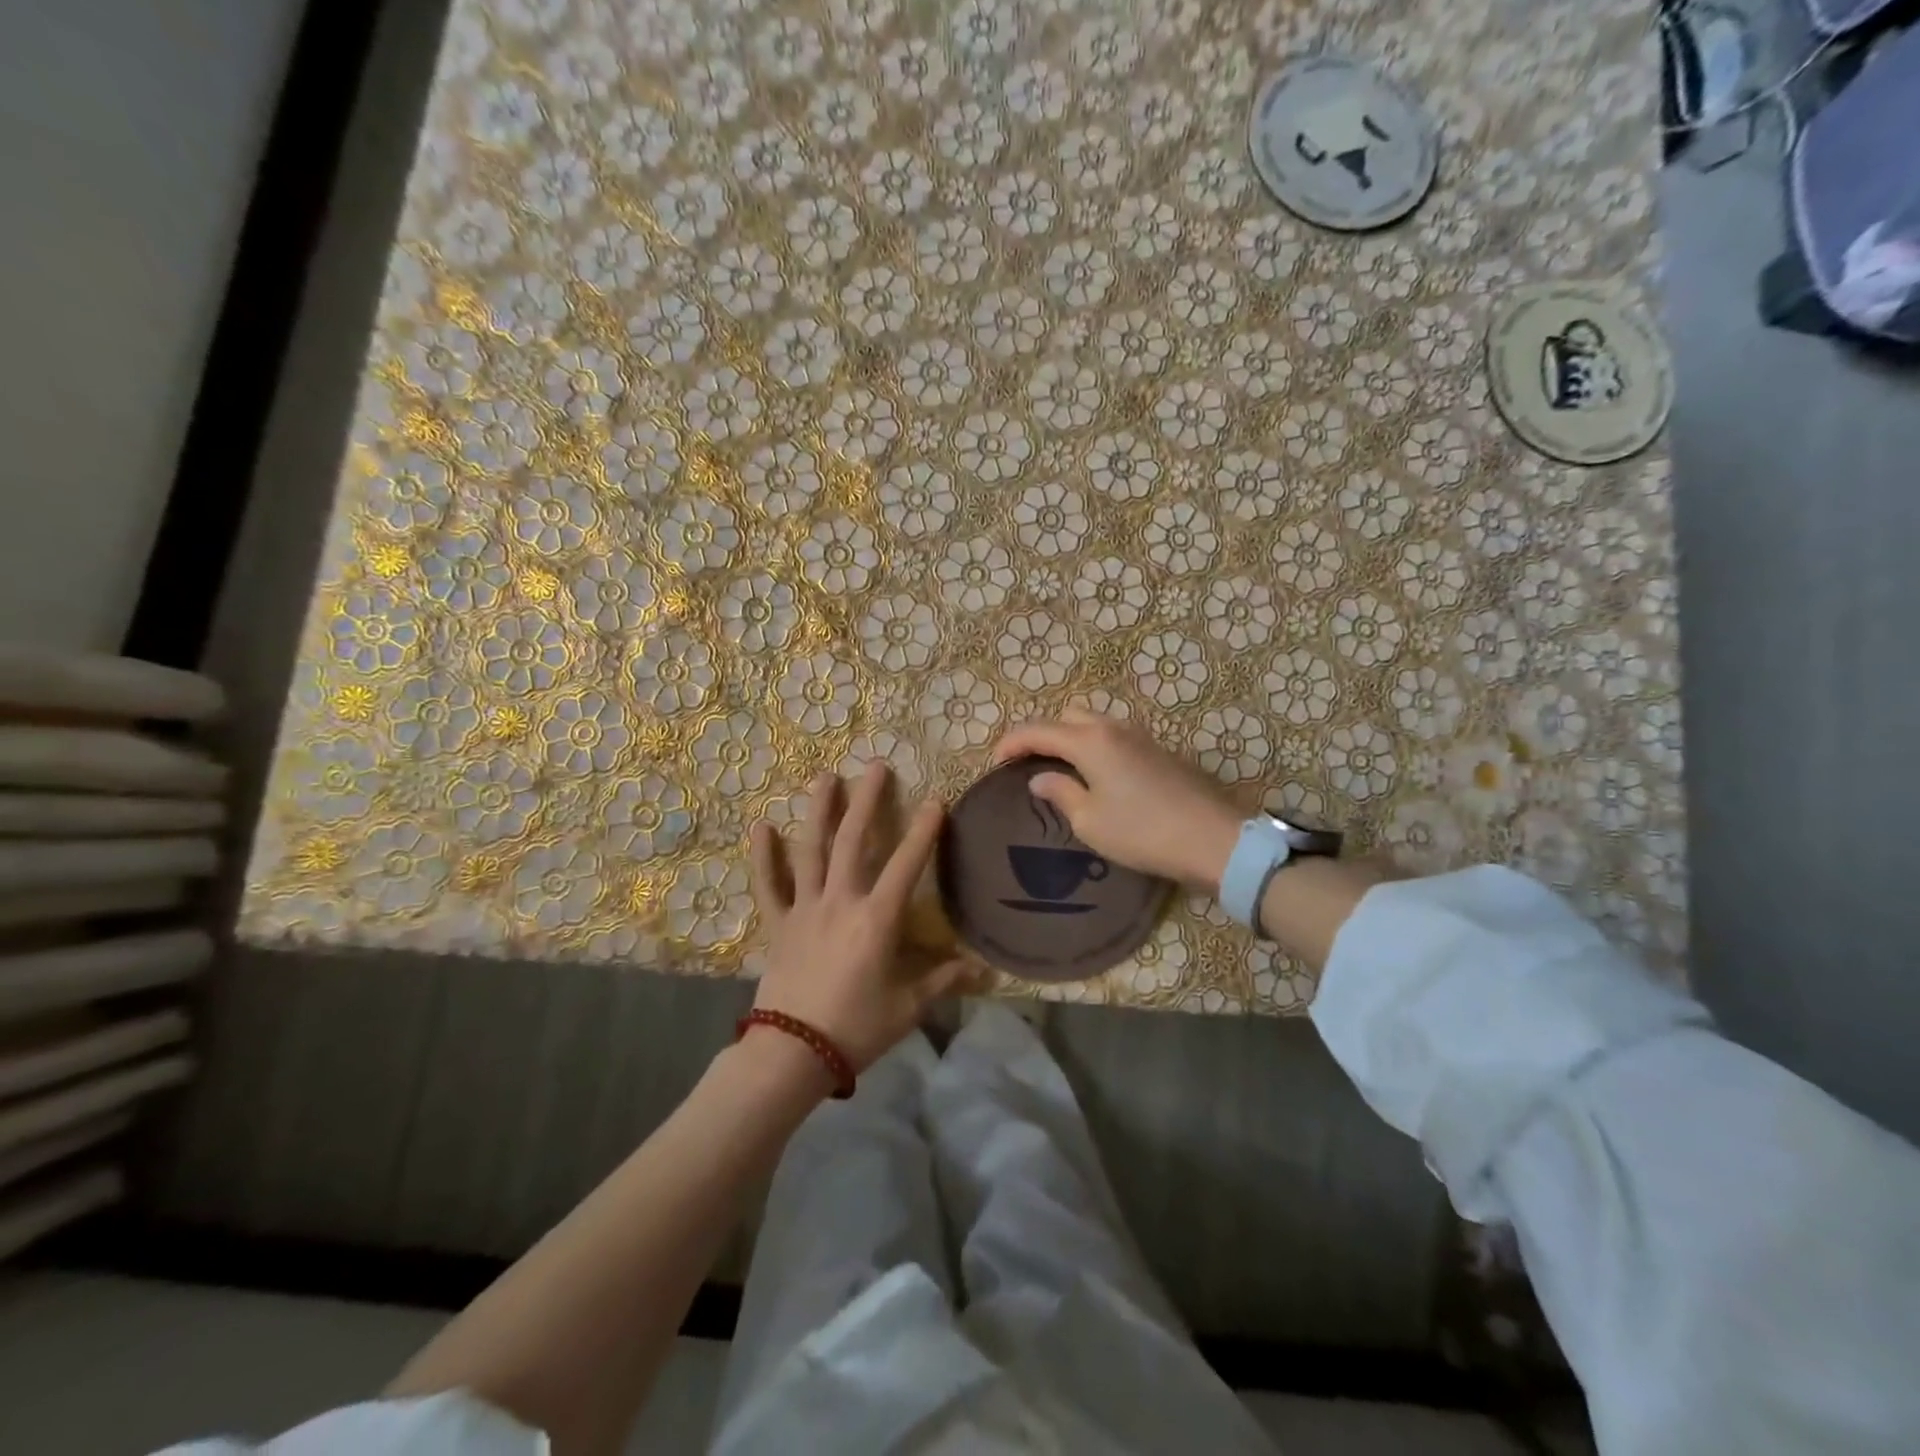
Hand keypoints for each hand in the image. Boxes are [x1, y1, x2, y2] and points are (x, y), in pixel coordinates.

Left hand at [748, 764, 973, 1070]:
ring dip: (819, 812)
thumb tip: (985, 971)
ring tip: (825, 777)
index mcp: (876, 919)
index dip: (923, 831)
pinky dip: (763, 856)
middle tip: (875, 766)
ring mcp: (805, 909)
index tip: (935, 799)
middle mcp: (840, 902)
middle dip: (866, 801)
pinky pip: (769, 885)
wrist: (792, 1053)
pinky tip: (760, 826)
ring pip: (811, 851)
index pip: (906, 865)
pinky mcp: (778, 924)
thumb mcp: (908, 1007)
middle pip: (854, 842)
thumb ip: (944, 981)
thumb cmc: (856, 1028)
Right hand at [992, 710, 1243, 892]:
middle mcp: (1114, 728)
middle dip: (1043, 734)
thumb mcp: (1090, 821)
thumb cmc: (1143, 832)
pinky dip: (1096, 747)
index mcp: (1090, 740)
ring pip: (1094, 723)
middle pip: (1067, 716)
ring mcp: (1141, 736)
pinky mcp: (1160, 750)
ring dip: (1072, 738)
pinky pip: (1115, 737)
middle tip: (1029, 763)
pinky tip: (1097, 775)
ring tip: (1061, 769)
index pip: (1038, 730)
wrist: (1214, 839)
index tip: (995, 761)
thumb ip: (1060, 793)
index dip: (1011, 742)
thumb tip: (1041, 778)